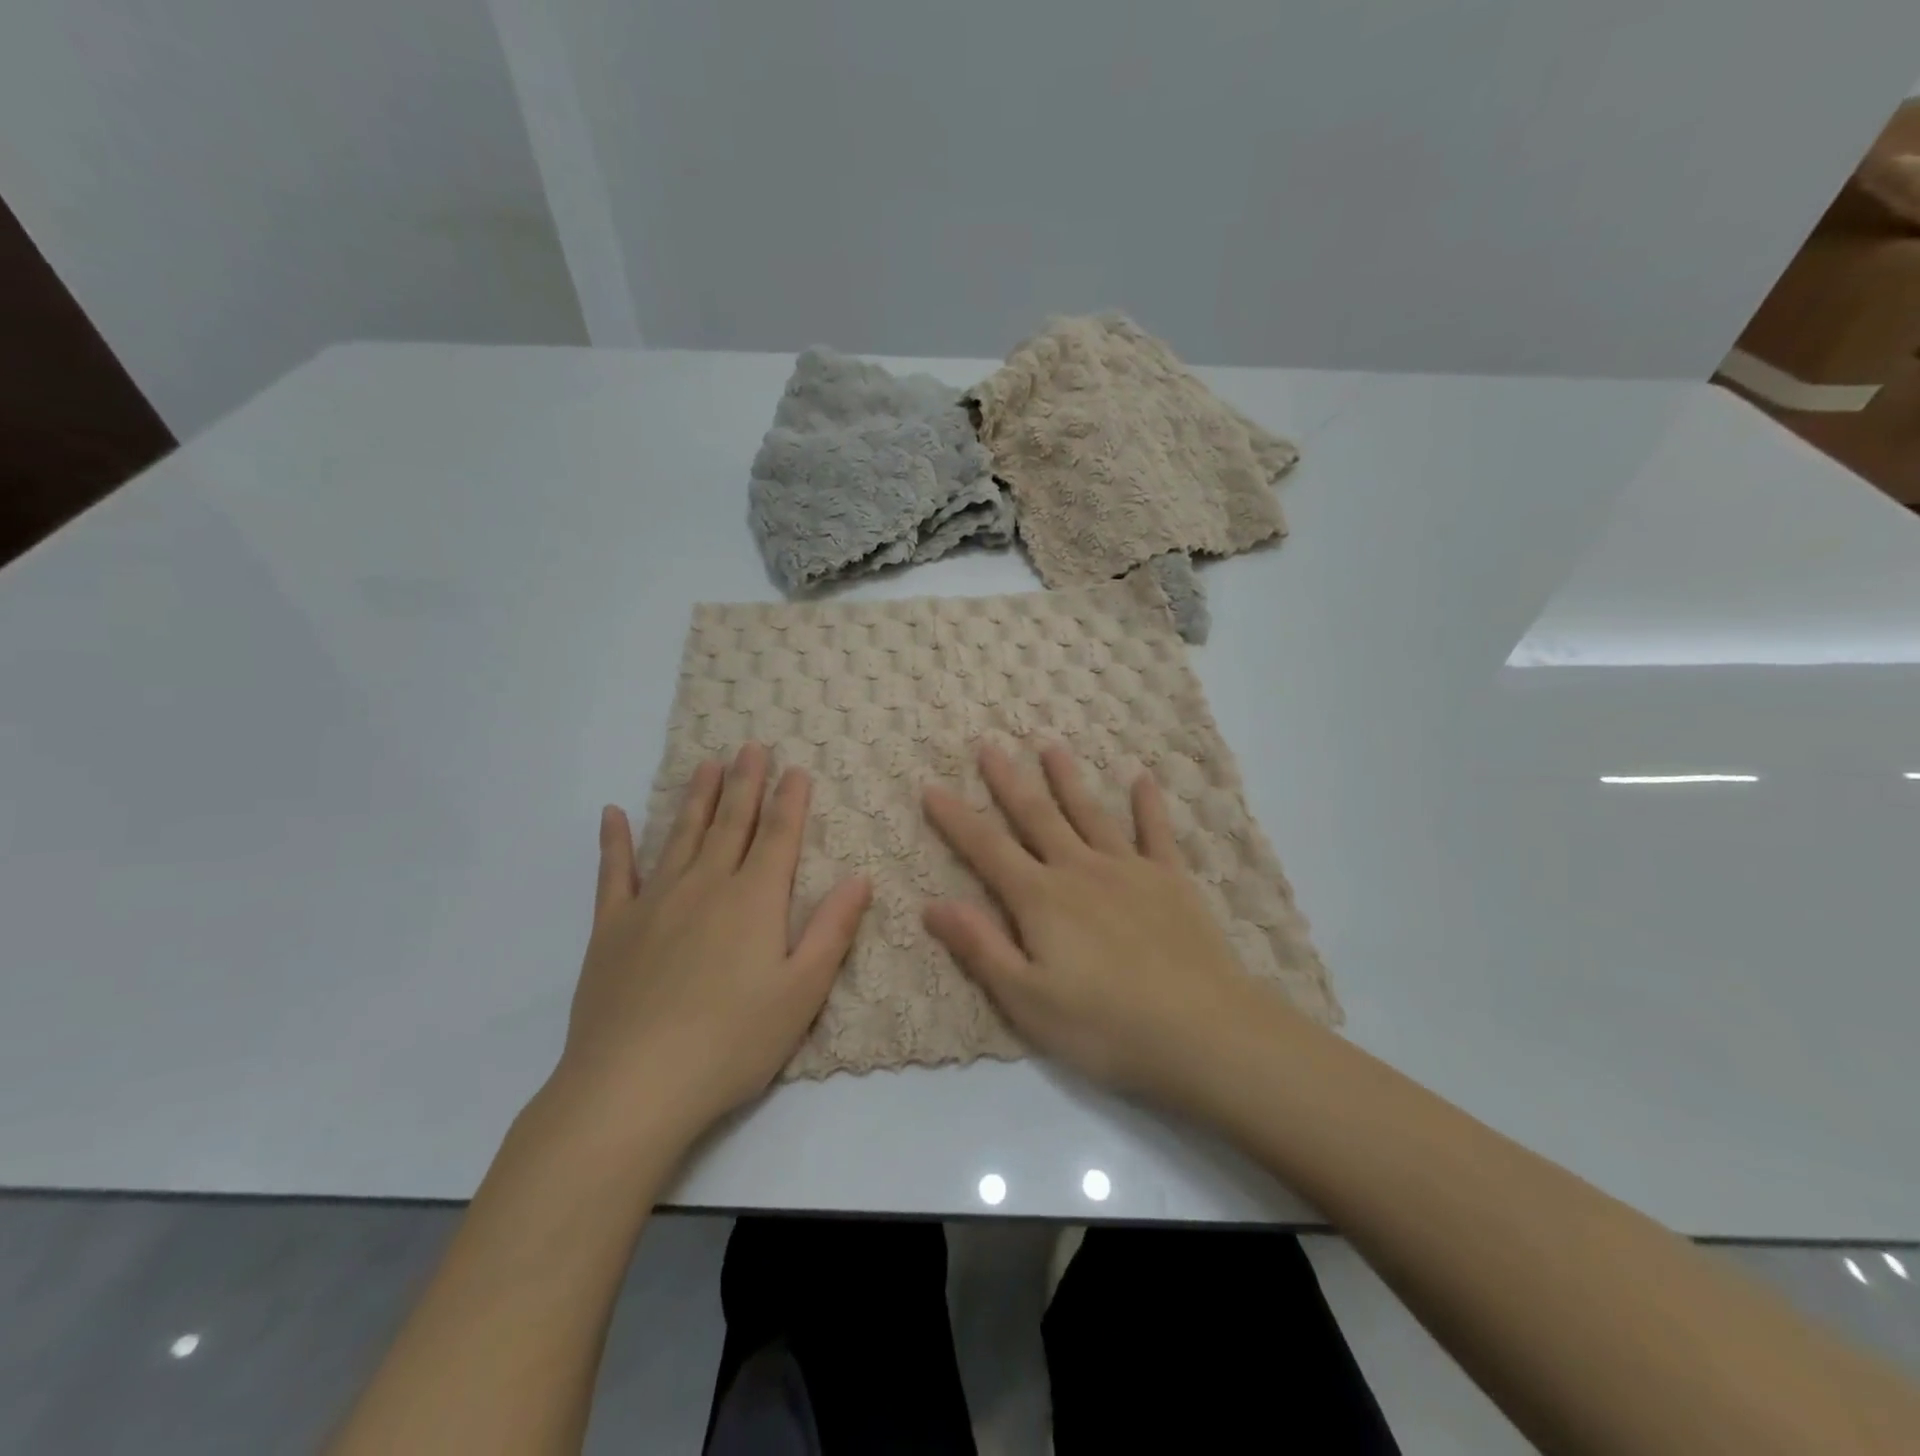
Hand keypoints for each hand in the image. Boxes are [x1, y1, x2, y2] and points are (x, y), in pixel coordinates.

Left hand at [555, 743, 870, 1142]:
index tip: (796, 768)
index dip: (790, 800)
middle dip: (746, 784)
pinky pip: (615, 873)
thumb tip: (860, 876)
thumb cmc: (732, 1042)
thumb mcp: (803, 991)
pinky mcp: (613, 928)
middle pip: (731, 824)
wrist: (633, 1086)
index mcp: (754, 900)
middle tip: (751, 747)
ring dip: (696, 798)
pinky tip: (614, 814)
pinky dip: (615, 841)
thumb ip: (832, 929)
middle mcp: (705, 886)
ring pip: (681, 836)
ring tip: (707, 764)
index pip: (778, 836)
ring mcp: (654, 903)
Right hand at [922, 743, 1278, 1103]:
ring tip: (1050, 746)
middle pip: (1036, 816)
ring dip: (1067, 779)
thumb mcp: (1028, 1000)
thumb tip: (932, 903)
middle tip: (989, 745)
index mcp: (1041, 899)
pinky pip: (1156, 832)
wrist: (1204, 1032)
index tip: (932, 785)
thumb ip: (981, 947)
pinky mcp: (1171, 880)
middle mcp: (1080, 870)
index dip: (956, 818)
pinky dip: (1148, 804)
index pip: (987, 849)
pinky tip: (1143, 779)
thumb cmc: (1106, 1026)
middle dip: (1009, 781)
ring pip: (1090, 813)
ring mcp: (1129, 870)